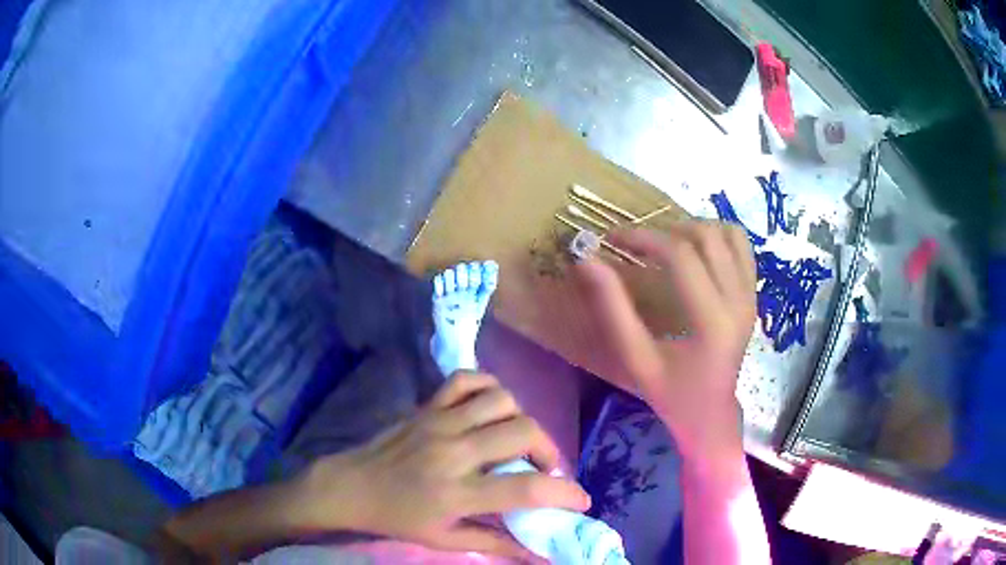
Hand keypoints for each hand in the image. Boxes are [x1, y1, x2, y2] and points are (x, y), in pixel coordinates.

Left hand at [298, 372, 589, 559]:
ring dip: (522, 419)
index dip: (564, 493)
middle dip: (549, 451)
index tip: (581, 500)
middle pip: (523, 432)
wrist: (351, 486)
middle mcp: (453, 452)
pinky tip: (492, 408)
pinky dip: (489, 387)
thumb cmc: (398, 518)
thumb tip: (540, 555)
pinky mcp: (427, 405)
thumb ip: (496, 544)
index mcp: (456, 493)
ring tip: (518, 441)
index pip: (525, 488)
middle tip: (545, 469)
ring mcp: (439, 422)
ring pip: (501, 400)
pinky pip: (466, 379)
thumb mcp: (445, 540)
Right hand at [575, 222, 756, 459]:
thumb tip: (586, 260)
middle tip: (636, 242)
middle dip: (665, 229)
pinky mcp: (753, 295)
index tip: (613, 238)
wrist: (711, 414)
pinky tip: (695, 250)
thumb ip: (612, 307)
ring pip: (728, 234)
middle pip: (706, 236)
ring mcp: (750, 296)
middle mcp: (738, 301)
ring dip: (693, 228)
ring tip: (665, 242)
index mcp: (711, 321)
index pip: (680, 255)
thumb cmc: (670, 393)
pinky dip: (717, 236)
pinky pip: (741, 247)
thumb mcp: (635, 357)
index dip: (643, 237)